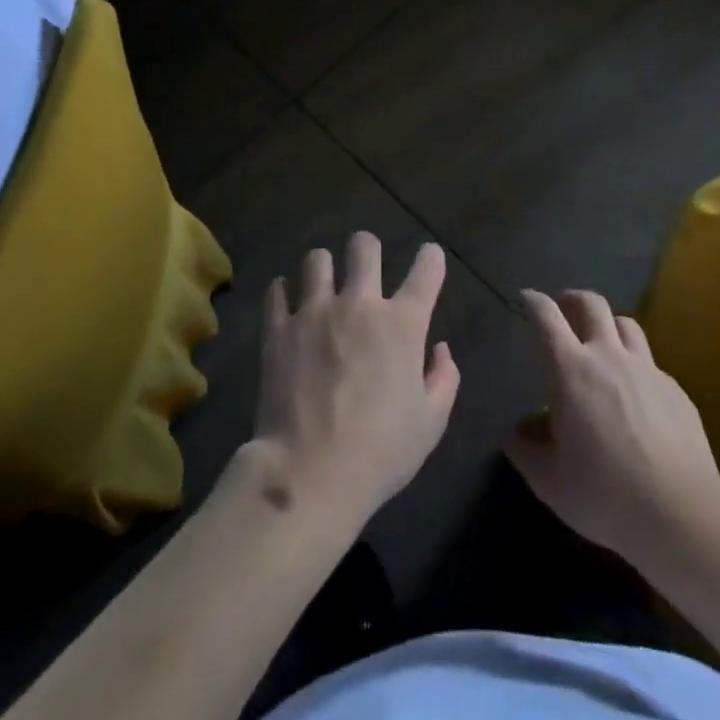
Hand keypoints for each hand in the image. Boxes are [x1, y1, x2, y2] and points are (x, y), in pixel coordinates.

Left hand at [250, 233, 459, 528]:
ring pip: (316, 259)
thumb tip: (440, 349)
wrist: (310, 473)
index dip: (431, 258)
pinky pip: (276, 290)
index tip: (430, 257)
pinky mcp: (279, 327)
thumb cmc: (380, 453)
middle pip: (363, 246)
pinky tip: (286, 302)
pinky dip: (282, 292)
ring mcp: (314, 311)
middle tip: (364, 266)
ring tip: (321, 285)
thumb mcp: (430, 424)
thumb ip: (443, 379)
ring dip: (323, 268)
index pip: (426, 271)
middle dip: (367, 248)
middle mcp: (359, 304)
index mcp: (402, 324)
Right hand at [506, 289, 719, 562]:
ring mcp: (647, 370)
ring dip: (608, 325)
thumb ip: (526, 450)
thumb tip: (517, 433)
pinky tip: (636, 395)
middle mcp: (608, 356)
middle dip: (572, 299)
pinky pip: (650, 363)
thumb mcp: (549, 482)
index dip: (532, 301)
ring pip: (625, 324)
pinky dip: (636, 366)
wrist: (683, 516)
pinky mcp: (676, 391)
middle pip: (591, 303)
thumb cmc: (605, 494)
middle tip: (564, 310)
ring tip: (602, 343)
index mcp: (570, 369)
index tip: (525, 299)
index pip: (545, 316)